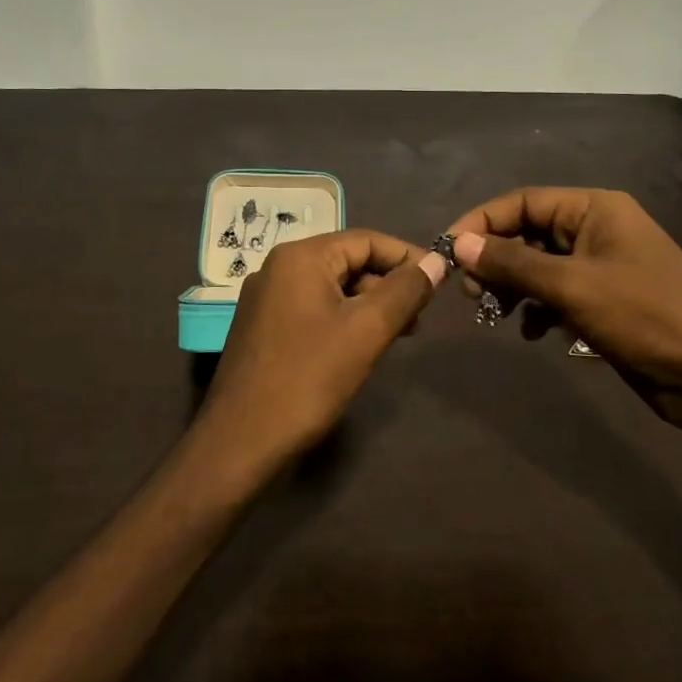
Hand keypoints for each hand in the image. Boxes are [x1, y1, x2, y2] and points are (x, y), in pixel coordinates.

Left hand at [196, 229, 445, 478]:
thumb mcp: (367, 330)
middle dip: (389, 284)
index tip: (440, 281)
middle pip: (348, 261)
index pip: (366, 240)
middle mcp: (278, 268)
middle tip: (422, 315)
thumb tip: (437, 262)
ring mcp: (267, 299)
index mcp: (300, 257)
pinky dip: (345, 319)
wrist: (241, 441)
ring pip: (332, 288)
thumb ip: (405, 291)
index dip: (407, 257)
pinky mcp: (264, 329)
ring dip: (370, 304)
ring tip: (402, 333)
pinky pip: (314, 310)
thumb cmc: (308, 378)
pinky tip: (364, 346)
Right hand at [446, 187, 681, 428]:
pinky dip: (536, 309)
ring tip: (495, 313)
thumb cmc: (646, 316)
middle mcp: (596, 229)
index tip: (448, 252)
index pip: (522, 201)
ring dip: (512, 286)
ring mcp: (601, 267)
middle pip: (528, 232)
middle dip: (495, 259)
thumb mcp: (572, 286)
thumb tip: (459, 244)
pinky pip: (555, 293)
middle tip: (472, 292)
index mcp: (594, 209)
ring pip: (538, 265)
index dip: (481, 222)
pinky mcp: (604, 301)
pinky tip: (530, 332)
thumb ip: (512, 263)